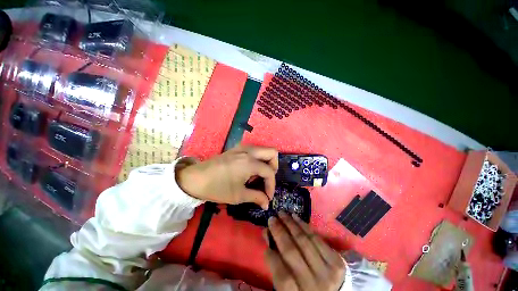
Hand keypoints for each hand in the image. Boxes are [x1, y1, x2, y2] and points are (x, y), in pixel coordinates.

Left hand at [176, 145, 277, 208]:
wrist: (195, 178)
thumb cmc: (217, 188)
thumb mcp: (238, 195)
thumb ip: (256, 197)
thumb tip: (267, 203)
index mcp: (250, 162)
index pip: (270, 172)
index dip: (272, 185)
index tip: (267, 197)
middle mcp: (249, 151)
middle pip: (272, 152)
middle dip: (274, 167)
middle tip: (267, 179)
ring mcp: (243, 147)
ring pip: (264, 150)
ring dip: (266, 162)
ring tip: (258, 176)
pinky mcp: (237, 148)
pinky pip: (254, 150)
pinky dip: (257, 159)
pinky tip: (249, 170)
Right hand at [266, 212, 345, 290]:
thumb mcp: (290, 288)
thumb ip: (277, 266)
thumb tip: (267, 237)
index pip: (282, 276)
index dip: (271, 256)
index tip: (265, 237)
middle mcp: (314, 286)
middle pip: (292, 253)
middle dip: (279, 232)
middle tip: (272, 218)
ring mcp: (328, 273)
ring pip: (304, 242)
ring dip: (291, 224)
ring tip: (282, 214)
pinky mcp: (337, 262)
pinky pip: (317, 239)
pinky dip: (304, 226)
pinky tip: (296, 218)